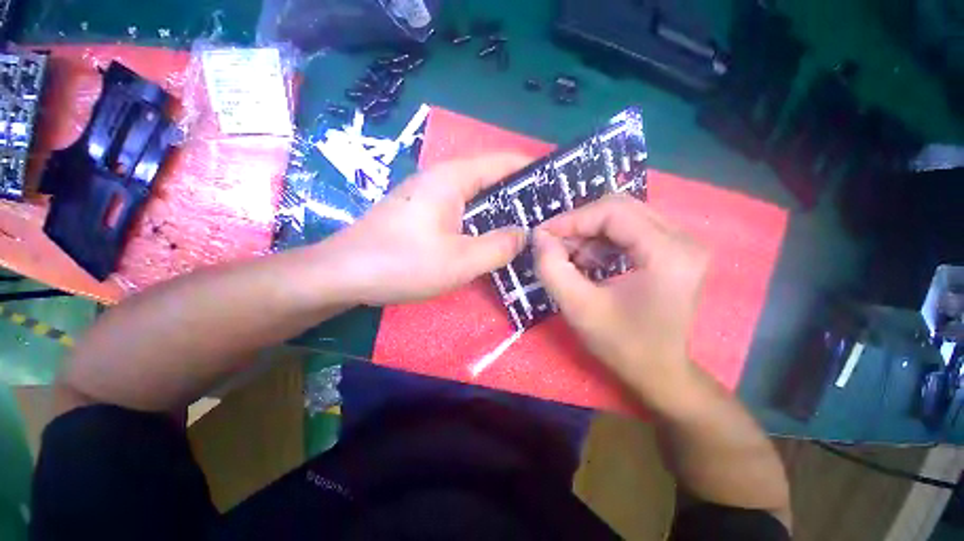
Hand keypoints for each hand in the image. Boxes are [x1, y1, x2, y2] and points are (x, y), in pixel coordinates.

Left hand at [322, 153, 529, 304]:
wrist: (343, 274)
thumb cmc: (402, 263)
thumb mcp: (460, 260)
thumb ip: (499, 246)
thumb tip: (524, 233)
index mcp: (452, 178)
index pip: (502, 162)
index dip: (532, 170)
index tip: (557, 186)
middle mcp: (441, 180)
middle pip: (490, 179)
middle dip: (519, 196)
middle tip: (545, 217)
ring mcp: (429, 198)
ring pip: (475, 198)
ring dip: (499, 212)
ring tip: (525, 229)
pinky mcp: (421, 215)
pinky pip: (461, 212)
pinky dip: (480, 222)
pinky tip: (489, 239)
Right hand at [532, 194, 709, 401]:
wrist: (660, 372)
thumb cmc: (622, 345)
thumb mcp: (578, 308)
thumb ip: (552, 268)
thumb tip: (540, 236)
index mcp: (669, 253)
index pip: (613, 212)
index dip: (572, 219)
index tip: (542, 234)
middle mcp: (684, 239)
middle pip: (620, 208)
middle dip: (580, 224)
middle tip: (554, 244)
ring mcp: (683, 243)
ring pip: (624, 216)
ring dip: (590, 232)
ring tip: (570, 257)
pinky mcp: (675, 250)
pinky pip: (631, 229)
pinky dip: (603, 240)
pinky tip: (589, 261)